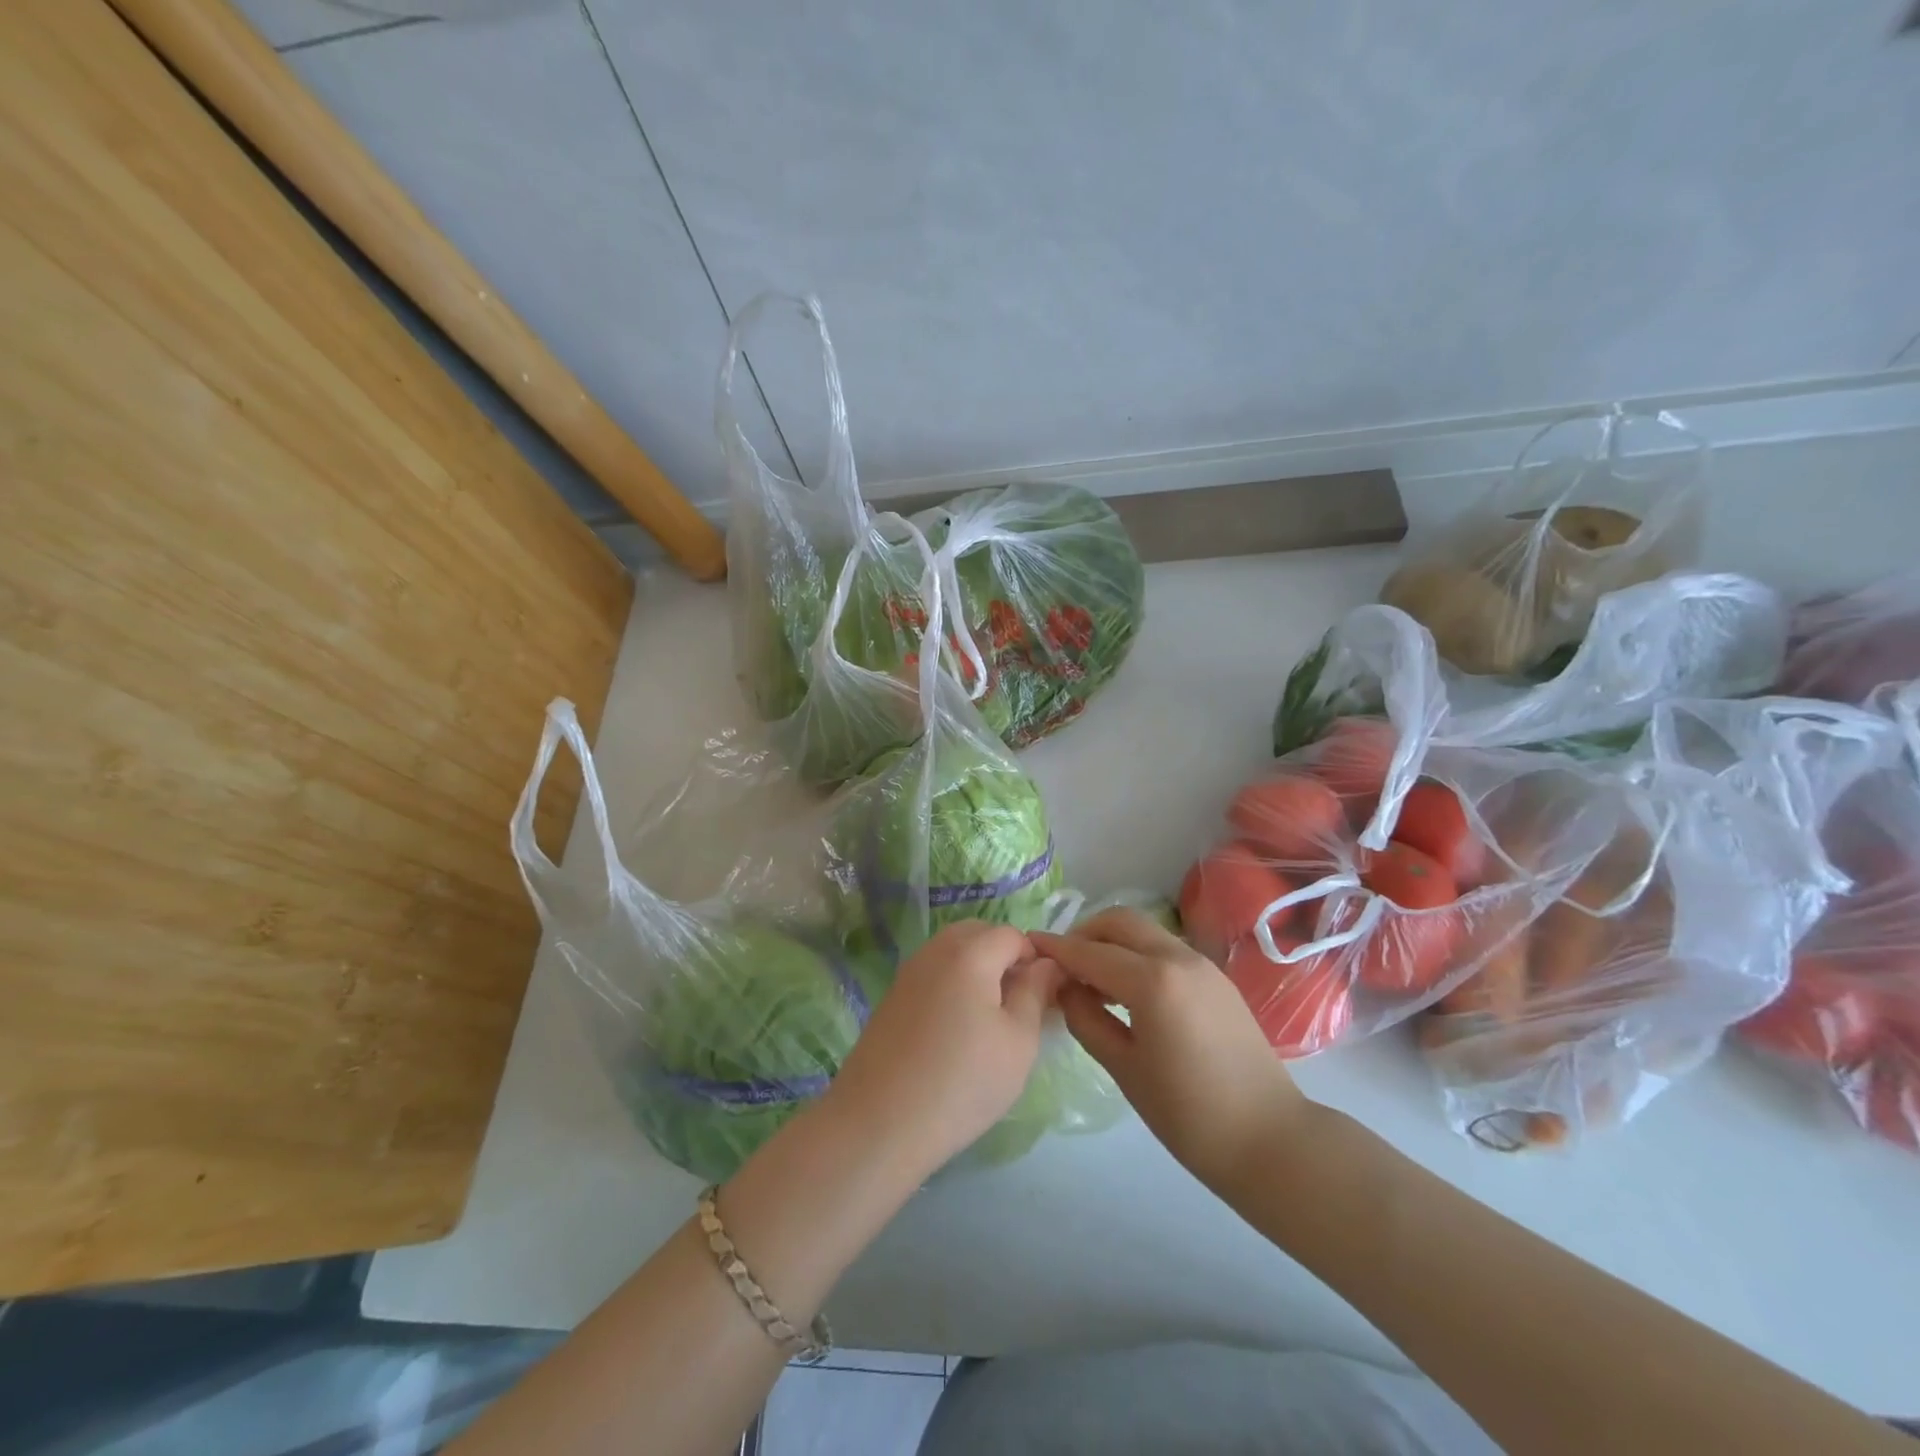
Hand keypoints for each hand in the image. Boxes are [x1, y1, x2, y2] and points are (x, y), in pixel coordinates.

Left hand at [824, 921, 1059, 1177]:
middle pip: (978, 934)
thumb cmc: (962, 1082)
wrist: (880, 1122)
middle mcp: (935, 951)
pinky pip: (932, 973)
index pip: (1012, 935)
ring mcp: (908, 972)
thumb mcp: (1018, 1041)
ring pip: (952, 952)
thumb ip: (1035, 993)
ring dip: (977, 970)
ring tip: (990, 1020)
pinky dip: (952, 985)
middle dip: (1004, 957)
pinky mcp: (892, 996)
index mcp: (969, 953)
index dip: (1034, 959)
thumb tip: (1046, 964)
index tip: (1044, 997)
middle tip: (1019, 1005)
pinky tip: (956, 1030)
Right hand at [1033, 909, 1314, 1194]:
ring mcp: (1202, 965)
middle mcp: (1178, 958)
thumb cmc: (1189, 1114)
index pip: (1090, 952)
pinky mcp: (1216, 979)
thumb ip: (1087, 1019)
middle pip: (1120, 921)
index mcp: (1152, 981)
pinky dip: (1137, 954)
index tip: (1027, 945)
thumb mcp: (1125, 1069)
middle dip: (1085, 932)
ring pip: (1145, 931)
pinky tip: (1127, 989)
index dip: (1056, 948)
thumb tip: (1064, 988)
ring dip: (1112, 941)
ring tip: (1091, 977)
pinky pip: (1165, 949)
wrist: (1271, 1140)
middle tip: (1063, 963)